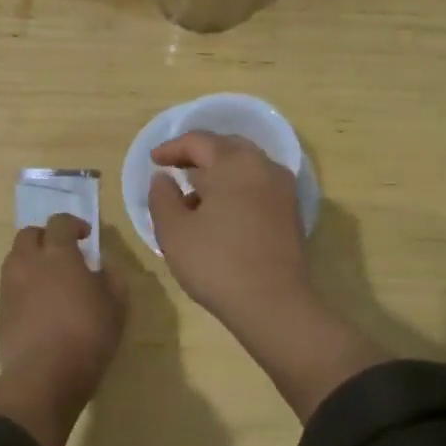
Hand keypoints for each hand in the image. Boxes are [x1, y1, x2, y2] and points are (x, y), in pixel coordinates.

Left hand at [0, 214, 126, 445]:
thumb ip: (112, 279)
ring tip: (50, 281)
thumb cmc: (87, 336)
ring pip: (15, 261)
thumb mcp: (116, 306)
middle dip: (45, 238)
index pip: (59, 222)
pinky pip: (10, 289)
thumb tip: (103, 268)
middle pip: (28, 235)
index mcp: (57, 255)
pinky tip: (39, 309)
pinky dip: (24, 289)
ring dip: (32, 262)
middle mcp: (27, 263)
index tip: (85, 236)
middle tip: (63, 253)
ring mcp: (9, 288)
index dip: (73, 224)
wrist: (43, 377)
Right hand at [147, 132, 310, 333]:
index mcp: (233, 163)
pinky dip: (237, 187)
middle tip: (175, 168)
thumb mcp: (174, 231)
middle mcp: (263, 166)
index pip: (198, 141)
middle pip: (226, 147)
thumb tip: (163, 178)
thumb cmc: (217, 263)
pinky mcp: (291, 211)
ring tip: (194, 195)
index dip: (172, 148)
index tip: (154, 161)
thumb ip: (162, 197)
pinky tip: (221, 212)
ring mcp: (282, 188)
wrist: (275, 304)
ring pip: (245, 165)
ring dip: (219, 172)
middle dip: (198, 154)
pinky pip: (259, 184)